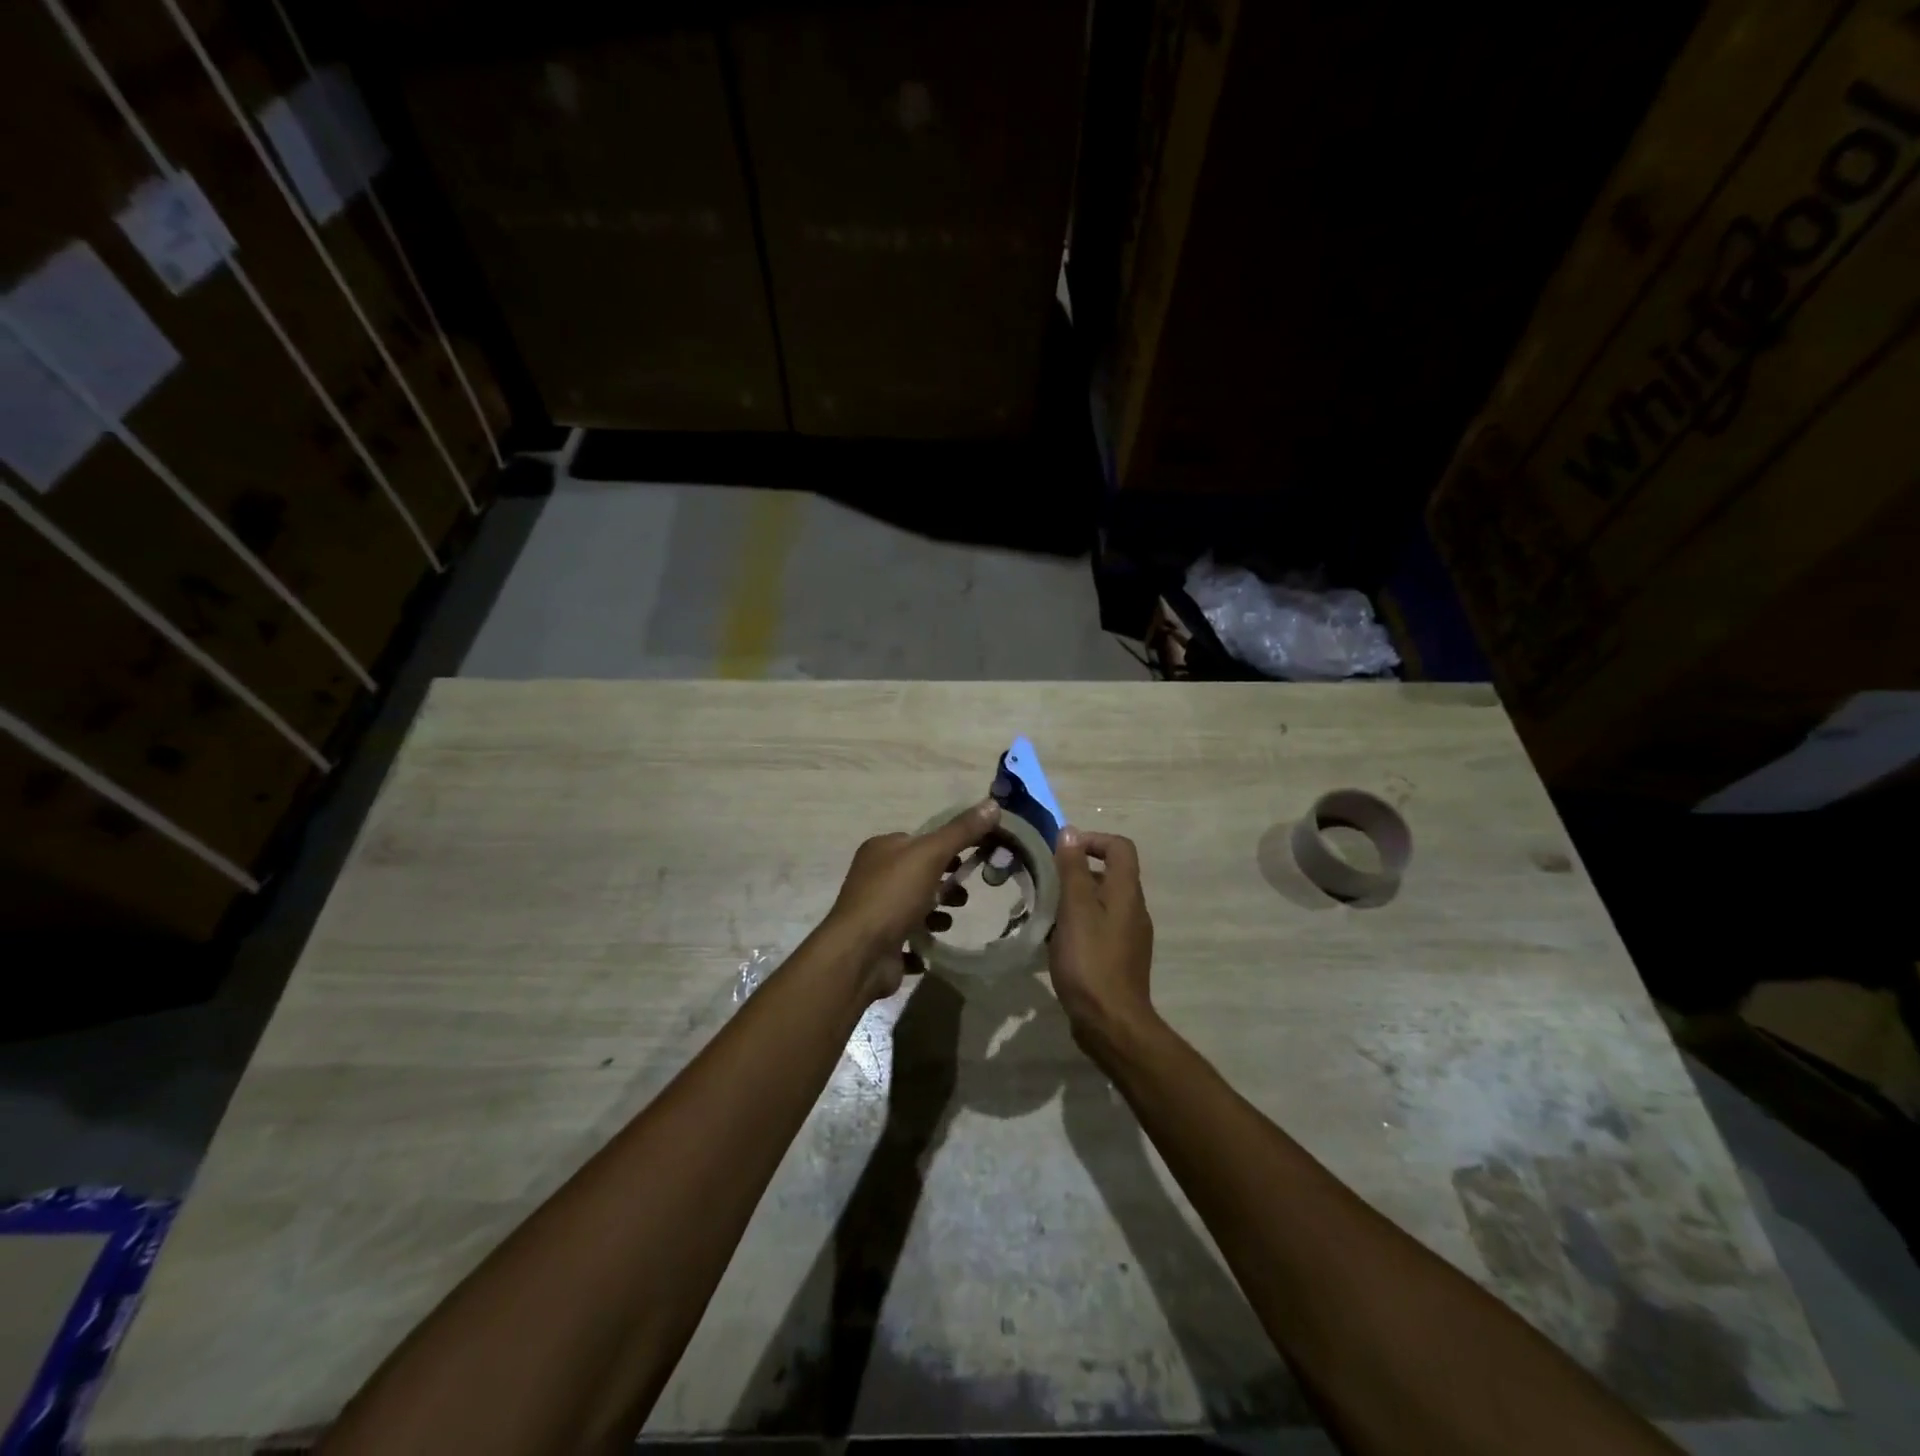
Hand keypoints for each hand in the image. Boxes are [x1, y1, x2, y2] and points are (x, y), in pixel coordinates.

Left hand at [824, 800, 1001, 997]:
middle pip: (919, 874)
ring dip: (937, 913)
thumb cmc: (893, 896)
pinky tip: (933, 945)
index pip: (919, 841)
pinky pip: (908, 938)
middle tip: (963, 896)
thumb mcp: (930, 855)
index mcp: (881, 849)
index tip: (974, 859)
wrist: (860, 954)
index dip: (947, 848)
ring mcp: (875, 911)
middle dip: (945, 884)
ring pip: (915, 907)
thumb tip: (993, 804)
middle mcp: (873, 876)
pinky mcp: (880, 942)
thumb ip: (961, 831)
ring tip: (949, 921)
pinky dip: (922, 940)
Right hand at [1049, 828, 1154, 1043]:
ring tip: (1046, 911)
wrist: (1111, 1022)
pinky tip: (1056, 941)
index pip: (1120, 847)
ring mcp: (1130, 935)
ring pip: (1102, 902)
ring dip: (1076, 899)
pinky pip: (1100, 927)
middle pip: (1111, 873)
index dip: (1093, 840)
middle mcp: (1134, 909)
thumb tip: (1070, 831)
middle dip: (1078, 871)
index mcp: (1126, 892)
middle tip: (1046, 882)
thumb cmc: (1090, 960)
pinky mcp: (1120, 958)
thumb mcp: (1075, 908)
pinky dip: (1079, 924)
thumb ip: (1072, 869)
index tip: (1062, 853)